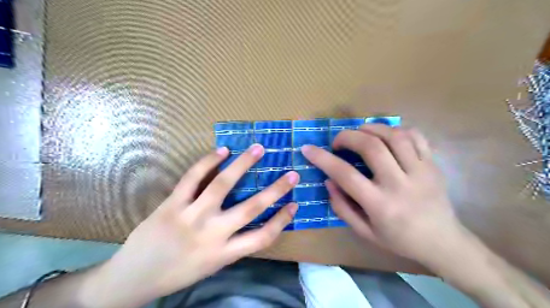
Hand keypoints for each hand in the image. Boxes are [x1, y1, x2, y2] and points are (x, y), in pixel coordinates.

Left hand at [86, 145, 298, 307]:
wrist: (132, 278)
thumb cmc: (177, 273)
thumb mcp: (211, 266)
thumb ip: (232, 244)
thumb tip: (251, 221)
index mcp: (223, 254)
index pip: (263, 237)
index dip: (282, 220)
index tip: (295, 204)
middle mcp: (212, 233)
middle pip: (251, 208)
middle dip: (276, 190)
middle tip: (292, 174)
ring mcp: (191, 216)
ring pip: (223, 184)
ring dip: (243, 164)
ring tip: (258, 149)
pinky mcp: (172, 204)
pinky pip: (193, 177)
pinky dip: (208, 161)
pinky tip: (222, 150)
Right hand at [303, 125, 460, 264]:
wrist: (443, 243)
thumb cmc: (399, 240)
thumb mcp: (365, 232)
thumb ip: (342, 207)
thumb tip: (328, 181)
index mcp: (380, 205)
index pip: (345, 175)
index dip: (323, 159)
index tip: (308, 149)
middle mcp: (400, 184)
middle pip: (371, 147)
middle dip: (348, 137)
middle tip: (338, 141)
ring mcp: (420, 172)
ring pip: (394, 136)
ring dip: (371, 128)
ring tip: (360, 132)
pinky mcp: (433, 165)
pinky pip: (416, 137)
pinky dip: (397, 129)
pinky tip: (386, 135)